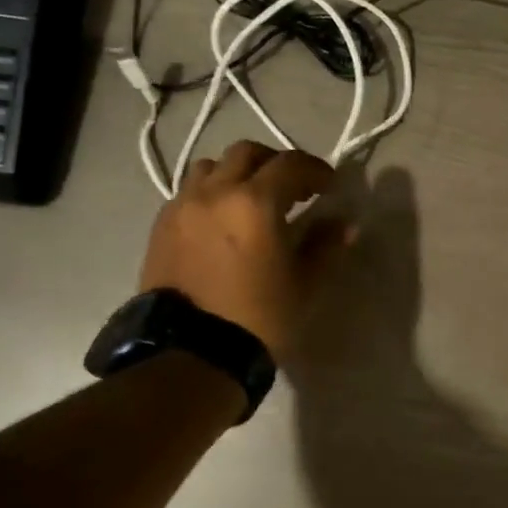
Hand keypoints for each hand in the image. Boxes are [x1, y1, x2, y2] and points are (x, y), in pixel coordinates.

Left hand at [141, 141, 352, 361]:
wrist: (191, 353)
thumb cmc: (258, 317)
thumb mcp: (304, 284)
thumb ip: (326, 246)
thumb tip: (345, 224)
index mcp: (255, 202)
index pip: (291, 164)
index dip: (315, 170)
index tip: (329, 186)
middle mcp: (215, 192)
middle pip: (247, 153)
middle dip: (275, 163)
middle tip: (292, 189)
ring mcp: (182, 206)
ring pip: (212, 167)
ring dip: (237, 173)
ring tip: (250, 200)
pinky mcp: (161, 226)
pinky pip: (188, 192)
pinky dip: (211, 193)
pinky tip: (221, 222)